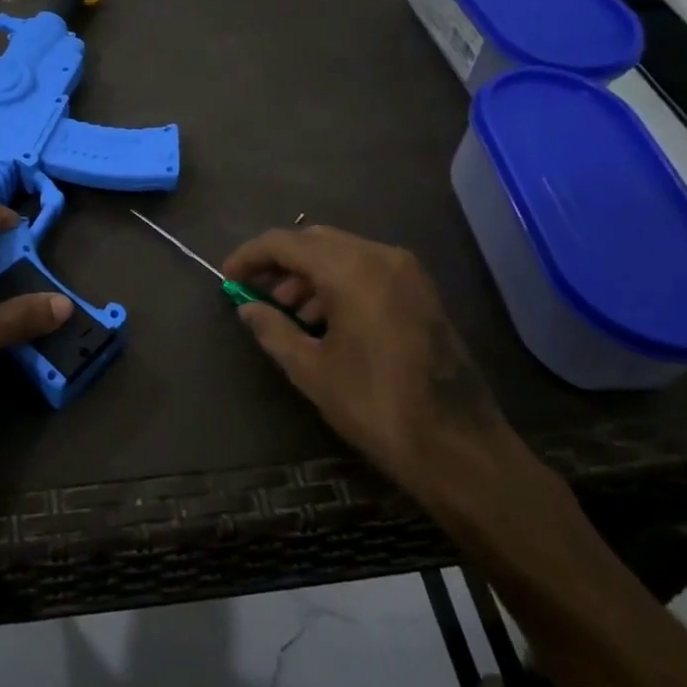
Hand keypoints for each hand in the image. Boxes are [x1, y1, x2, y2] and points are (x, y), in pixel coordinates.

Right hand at [222, 226, 510, 507]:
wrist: (458, 445)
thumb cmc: (376, 406)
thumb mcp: (311, 370)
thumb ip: (273, 329)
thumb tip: (247, 308)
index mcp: (351, 270)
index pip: (285, 242)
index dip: (250, 255)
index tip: (227, 276)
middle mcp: (381, 256)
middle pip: (315, 240)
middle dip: (280, 262)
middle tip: (254, 292)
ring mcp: (407, 271)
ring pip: (342, 253)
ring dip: (308, 273)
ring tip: (287, 312)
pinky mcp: (420, 290)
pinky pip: (367, 268)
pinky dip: (338, 281)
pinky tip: (324, 319)